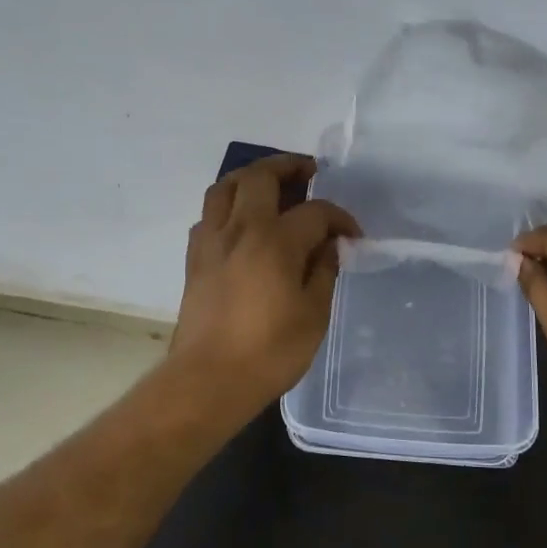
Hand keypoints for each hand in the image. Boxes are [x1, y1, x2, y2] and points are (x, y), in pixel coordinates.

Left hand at [168, 154, 360, 417]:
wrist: (208, 380)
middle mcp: (241, 229)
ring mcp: (212, 241)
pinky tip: (241, 222)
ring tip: (271, 184)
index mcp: (276, 241)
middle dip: (288, 166)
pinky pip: (209, 214)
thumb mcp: (314, 314)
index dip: (339, 218)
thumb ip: (324, 271)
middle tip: (308, 172)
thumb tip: (329, 245)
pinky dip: (228, 206)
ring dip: (250, 177)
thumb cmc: (269, 352)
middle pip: (260, 176)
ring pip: (225, 186)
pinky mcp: (194, 258)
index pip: (315, 211)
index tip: (352, 235)